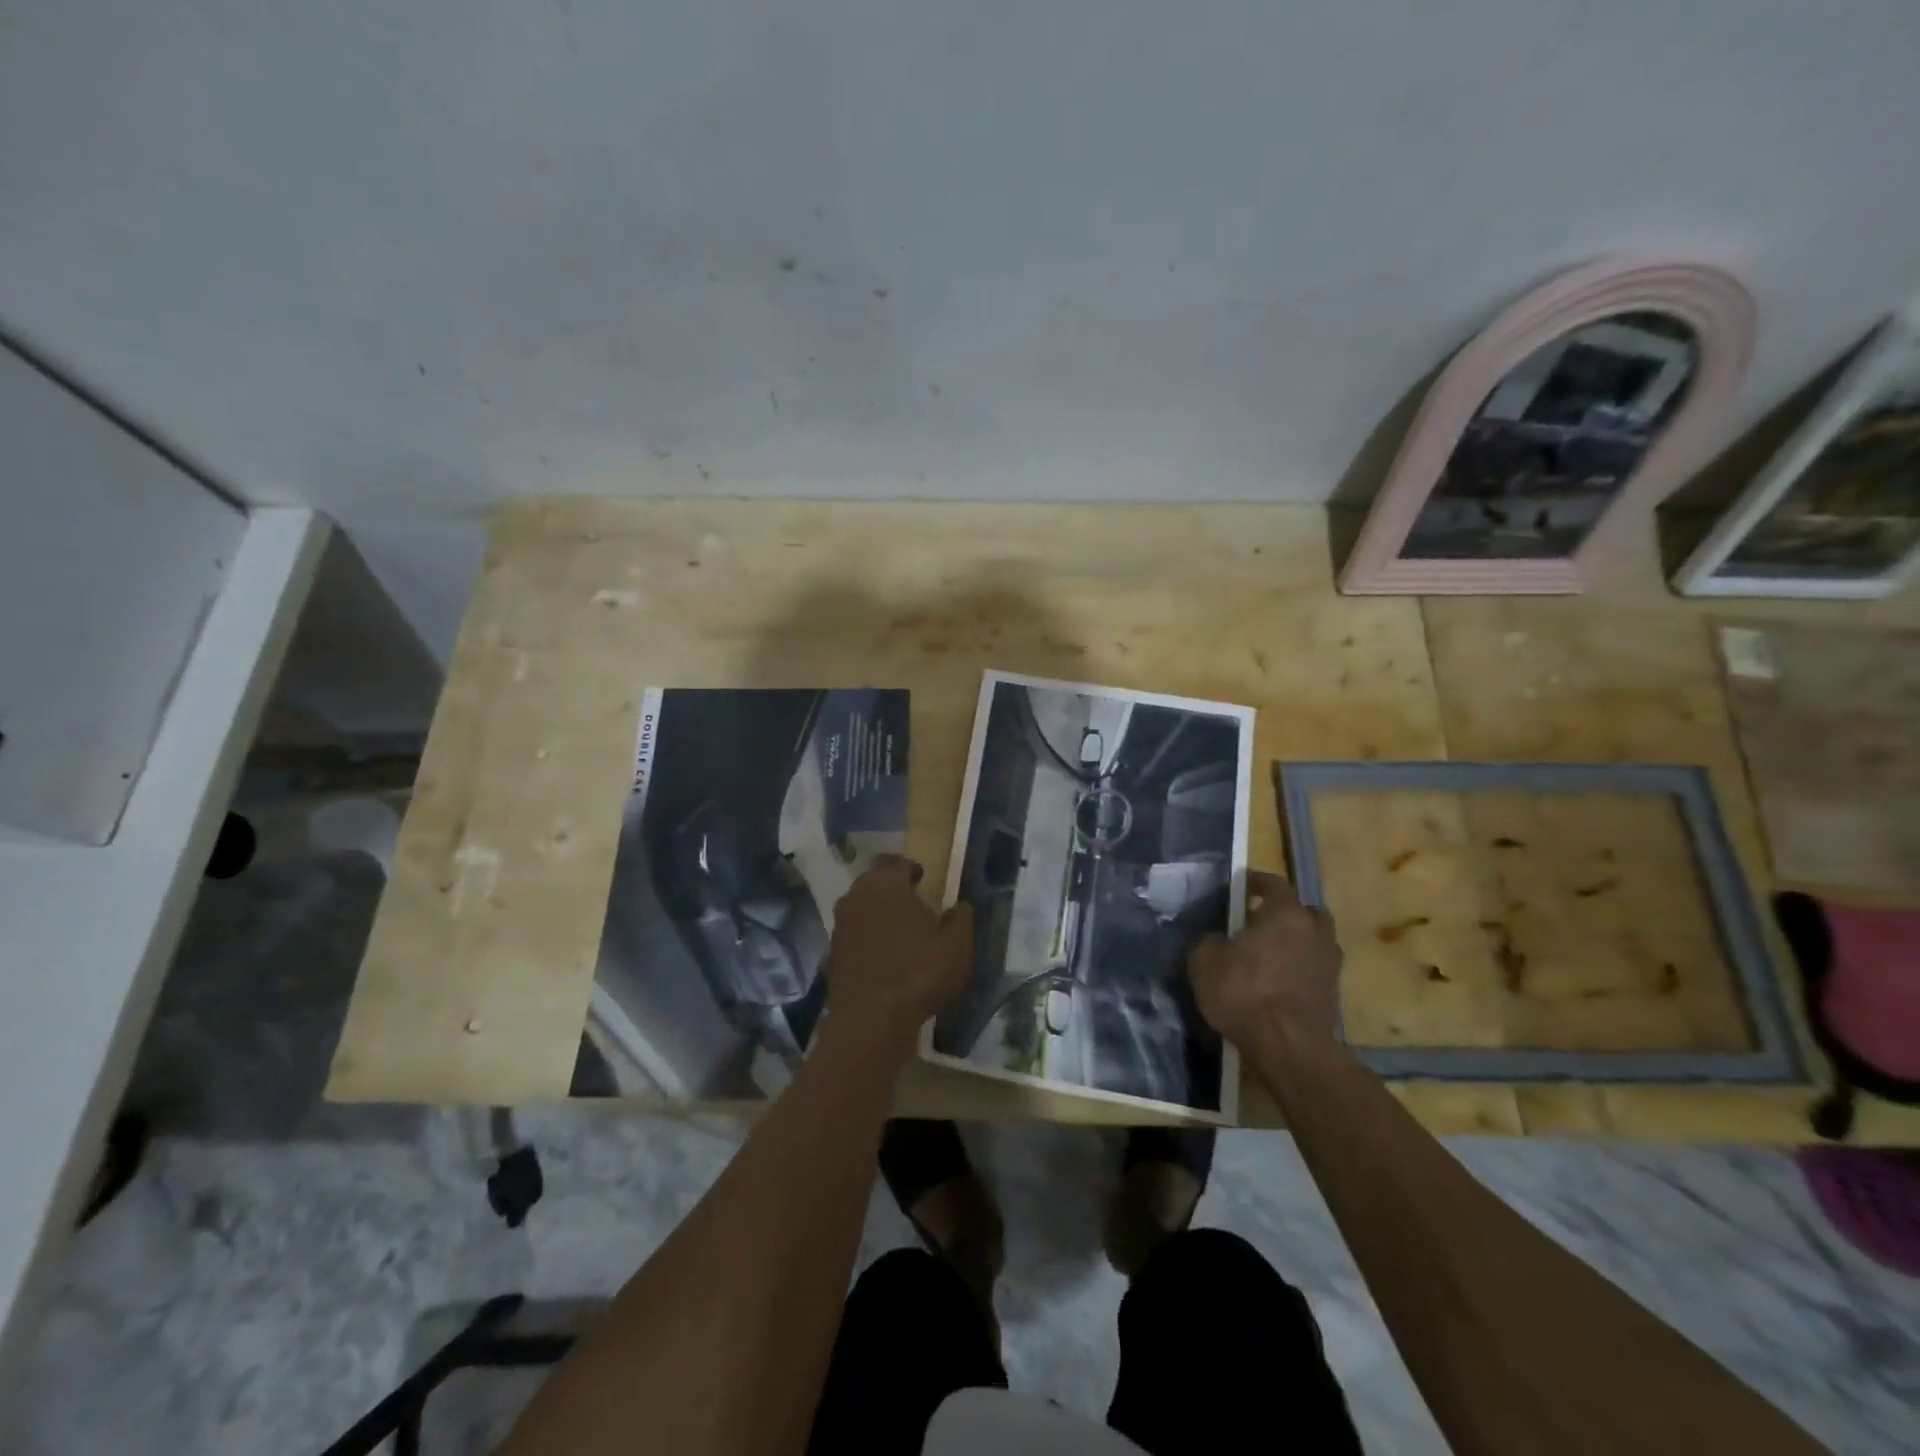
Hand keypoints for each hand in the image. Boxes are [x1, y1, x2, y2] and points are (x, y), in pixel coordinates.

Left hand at [823, 855, 973, 1050]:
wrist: (871, 1021)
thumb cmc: (919, 971)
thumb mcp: (957, 945)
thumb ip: (961, 919)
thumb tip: (959, 906)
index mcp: (885, 884)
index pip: (895, 862)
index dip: (910, 869)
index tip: (922, 879)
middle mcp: (856, 897)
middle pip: (874, 884)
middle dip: (893, 891)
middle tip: (914, 905)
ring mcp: (840, 927)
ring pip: (862, 911)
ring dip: (879, 917)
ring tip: (902, 934)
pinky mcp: (832, 956)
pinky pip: (855, 939)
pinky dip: (869, 944)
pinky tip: (886, 961)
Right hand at [1187, 871, 1341, 1051]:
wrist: (1288, 1047)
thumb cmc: (1244, 992)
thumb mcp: (1205, 961)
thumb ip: (1210, 941)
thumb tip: (1218, 939)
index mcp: (1287, 914)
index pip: (1275, 884)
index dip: (1257, 881)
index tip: (1243, 884)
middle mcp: (1315, 932)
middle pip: (1305, 912)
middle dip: (1286, 914)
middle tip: (1262, 922)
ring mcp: (1329, 964)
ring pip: (1314, 942)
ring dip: (1297, 944)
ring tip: (1270, 956)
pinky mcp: (1333, 995)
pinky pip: (1314, 970)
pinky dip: (1299, 971)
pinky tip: (1278, 983)